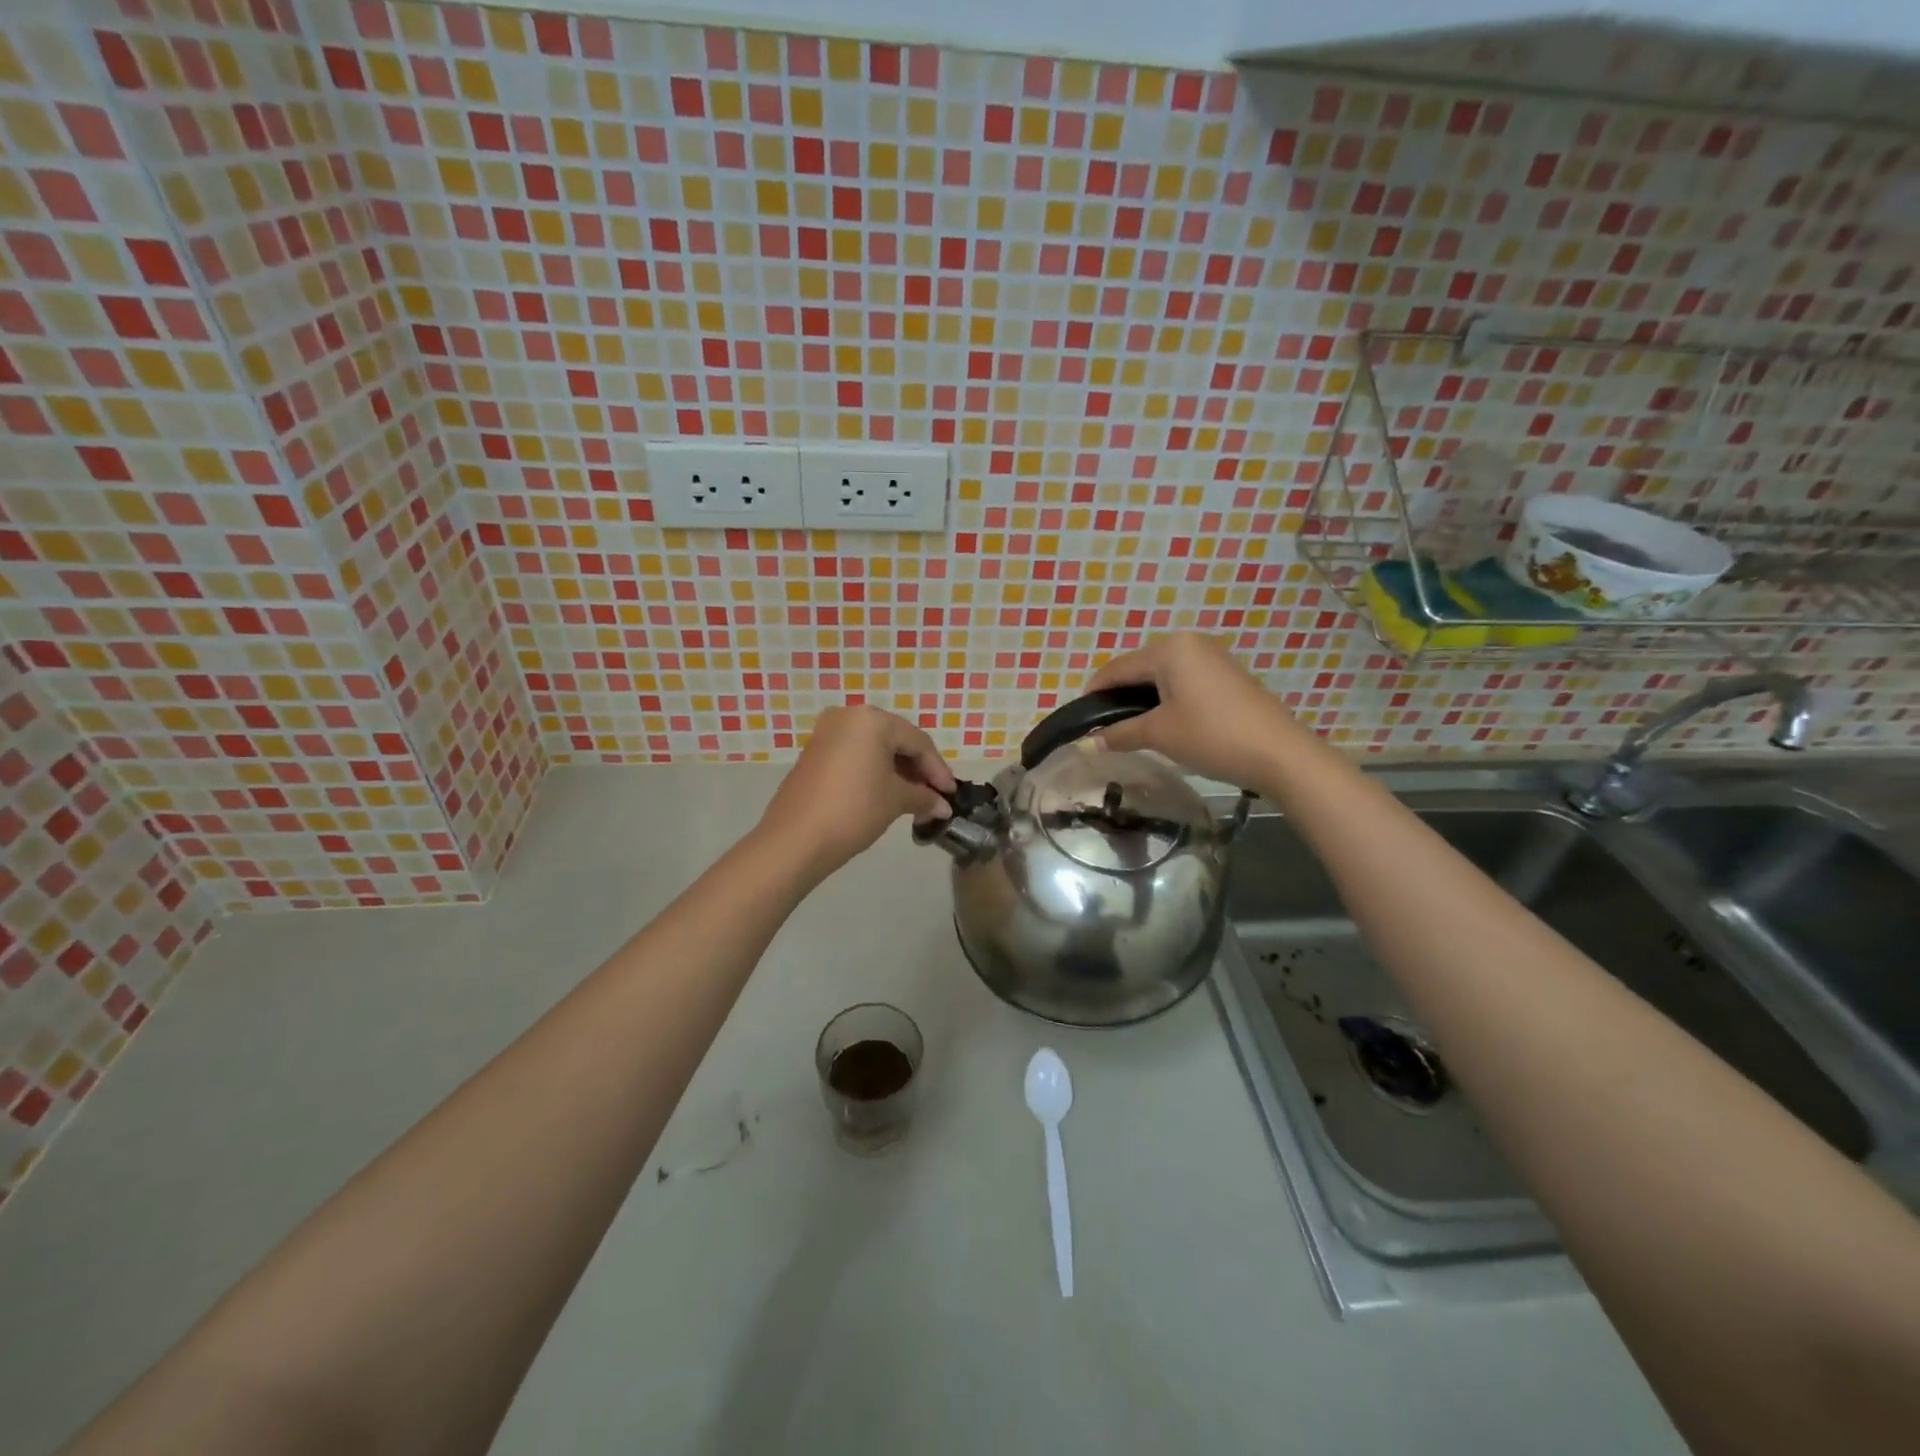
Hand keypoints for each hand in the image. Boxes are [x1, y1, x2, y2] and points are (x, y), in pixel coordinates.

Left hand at [757, 705, 956, 879]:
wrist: (796, 839)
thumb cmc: (854, 810)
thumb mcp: (895, 801)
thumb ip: (923, 797)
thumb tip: (943, 806)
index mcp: (872, 720)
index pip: (917, 741)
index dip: (937, 769)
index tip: (951, 794)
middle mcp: (848, 717)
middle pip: (895, 740)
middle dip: (917, 768)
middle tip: (934, 795)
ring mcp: (827, 733)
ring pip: (873, 747)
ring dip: (896, 770)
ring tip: (914, 797)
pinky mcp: (814, 752)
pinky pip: (854, 755)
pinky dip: (873, 771)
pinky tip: (886, 793)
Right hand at [1086, 634, 1297, 787]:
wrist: (1279, 753)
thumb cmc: (1212, 736)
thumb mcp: (1160, 734)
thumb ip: (1119, 734)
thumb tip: (1086, 744)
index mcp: (1170, 649)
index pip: (1118, 668)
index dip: (1095, 692)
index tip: (1079, 718)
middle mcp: (1190, 643)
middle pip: (1140, 668)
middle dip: (1120, 696)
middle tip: (1105, 727)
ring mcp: (1213, 657)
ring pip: (1163, 675)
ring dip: (1144, 699)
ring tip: (1131, 728)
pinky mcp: (1227, 675)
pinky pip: (1184, 680)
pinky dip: (1167, 698)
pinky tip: (1164, 722)